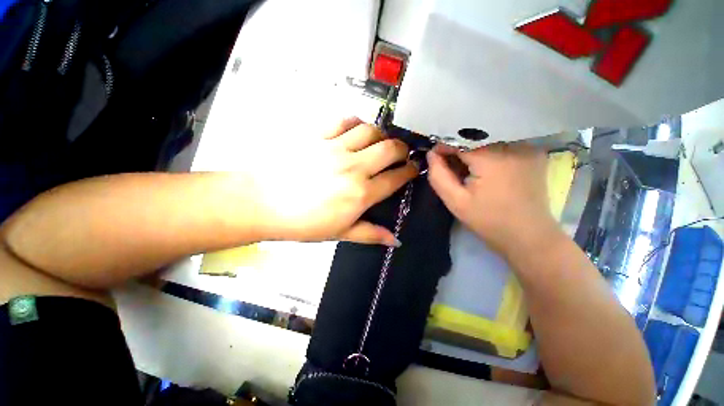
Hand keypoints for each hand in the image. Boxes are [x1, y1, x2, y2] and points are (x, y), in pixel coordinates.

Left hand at [249, 117, 417, 245]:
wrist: (262, 203)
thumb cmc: (302, 223)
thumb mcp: (339, 233)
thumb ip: (370, 234)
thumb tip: (395, 240)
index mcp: (361, 193)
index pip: (396, 177)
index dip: (410, 171)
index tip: (413, 169)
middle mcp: (354, 167)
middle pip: (390, 148)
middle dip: (402, 149)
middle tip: (401, 154)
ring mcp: (335, 147)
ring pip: (370, 130)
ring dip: (381, 135)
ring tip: (379, 142)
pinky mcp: (317, 135)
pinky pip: (344, 121)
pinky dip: (356, 123)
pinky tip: (355, 131)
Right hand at [426, 143, 558, 255]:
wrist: (528, 236)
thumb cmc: (488, 221)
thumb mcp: (455, 202)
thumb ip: (438, 175)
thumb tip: (431, 154)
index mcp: (492, 158)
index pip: (460, 139)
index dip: (444, 146)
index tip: (434, 158)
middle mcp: (513, 144)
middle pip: (475, 137)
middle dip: (458, 148)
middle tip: (449, 166)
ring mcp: (528, 147)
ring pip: (489, 139)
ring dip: (473, 150)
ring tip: (467, 169)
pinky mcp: (534, 153)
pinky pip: (504, 144)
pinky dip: (489, 151)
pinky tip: (486, 168)